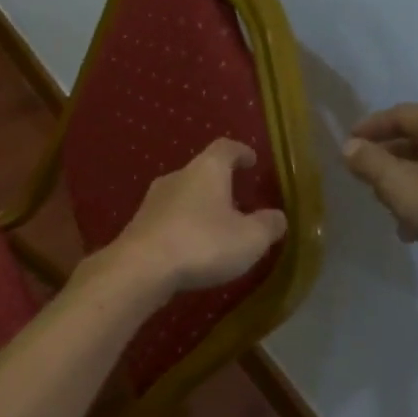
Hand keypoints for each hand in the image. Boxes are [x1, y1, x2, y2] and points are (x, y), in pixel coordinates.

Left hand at [102, 138, 287, 298]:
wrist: (141, 268)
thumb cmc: (202, 244)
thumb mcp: (249, 239)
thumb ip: (268, 225)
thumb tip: (277, 217)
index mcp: (206, 170)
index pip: (225, 148)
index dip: (241, 152)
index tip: (251, 160)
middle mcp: (177, 176)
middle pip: (202, 171)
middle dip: (220, 184)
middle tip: (238, 200)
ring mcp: (153, 200)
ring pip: (183, 196)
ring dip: (200, 207)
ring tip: (217, 227)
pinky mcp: (139, 225)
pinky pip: (168, 219)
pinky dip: (183, 227)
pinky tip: (192, 247)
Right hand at [341, 105, 417, 291]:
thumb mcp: (400, 185)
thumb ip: (370, 163)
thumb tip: (350, 146)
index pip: (401, 113)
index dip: (371, 125)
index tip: (348, 142)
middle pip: (417, 139)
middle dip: (387, 157)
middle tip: (364, 177)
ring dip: (405, 183)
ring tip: (387, 208)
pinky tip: (417, 231)